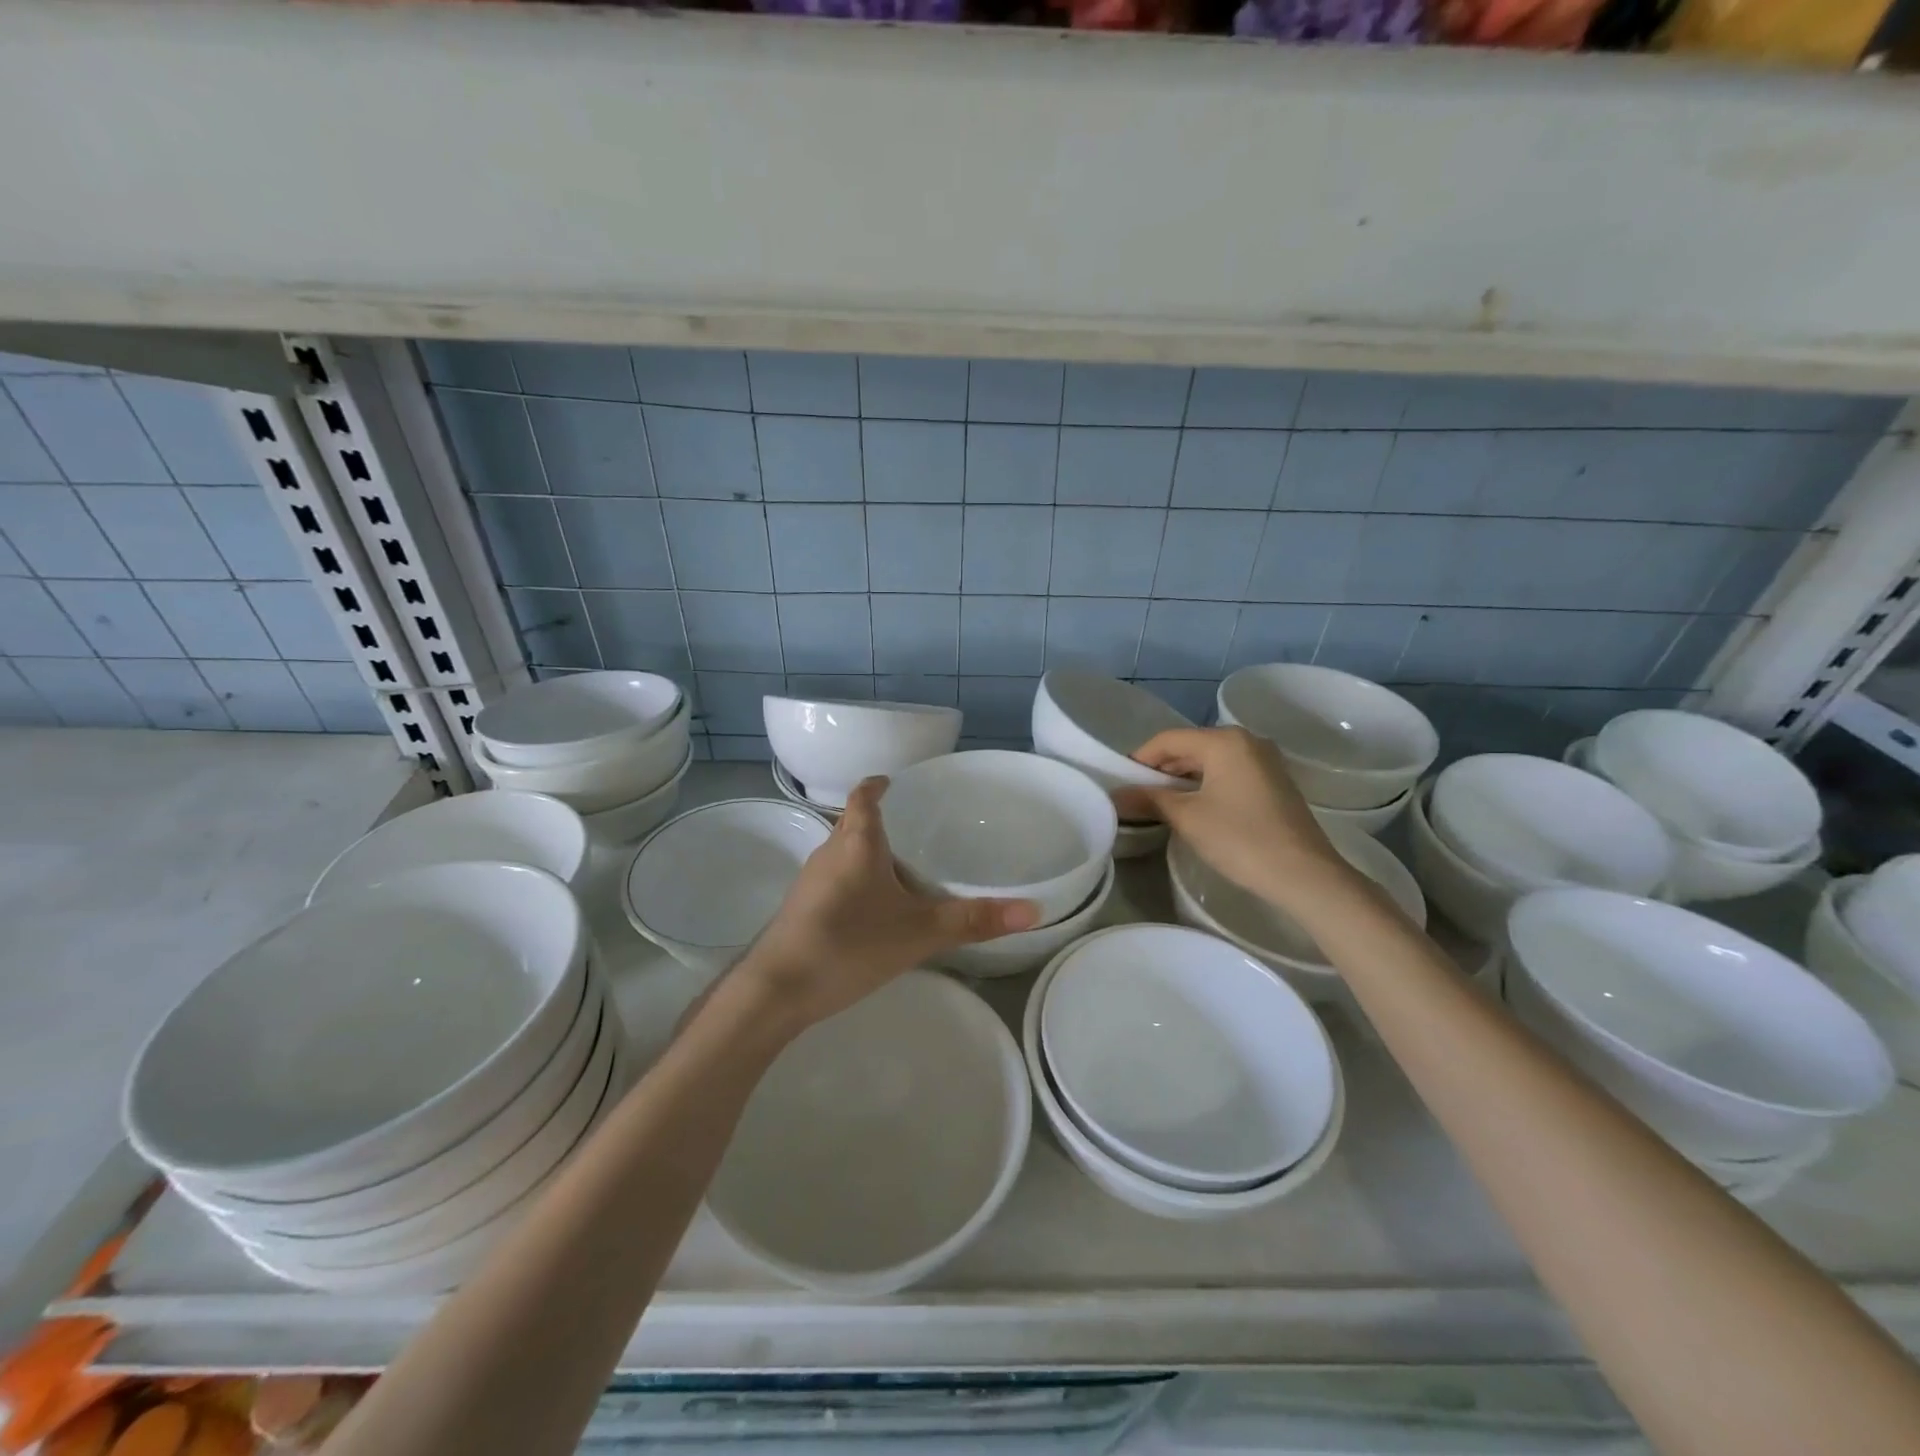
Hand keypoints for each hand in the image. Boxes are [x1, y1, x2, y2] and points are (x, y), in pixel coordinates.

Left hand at [730, 777, 1040, 1033]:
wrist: (776, 991)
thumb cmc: (849, 944)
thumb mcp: (919, 932)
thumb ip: (974, 920)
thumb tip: (1034, 910)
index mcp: (856, 842)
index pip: (864, 796)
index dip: (878, 785)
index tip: (896, 782)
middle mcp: (829, 852)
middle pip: (855, 825)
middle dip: (883, 824)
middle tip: (919, 831)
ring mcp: (810, 882)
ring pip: (845, 855)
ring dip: (870, 855)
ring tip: (905, 870)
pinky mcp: (802, 909)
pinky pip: (836, 880)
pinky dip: (857, 882)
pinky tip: (875, 911)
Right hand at [1112, 726, 1352, 912]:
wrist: (1305, 876)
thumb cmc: (1241, 839)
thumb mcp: (1187, 818)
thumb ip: (1149, 800)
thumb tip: (1115, 796)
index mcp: (1224, 741)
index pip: (1168, 739)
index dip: (1139, 759)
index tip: (1120, 782)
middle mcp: (1247, 741)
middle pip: (1190, 747)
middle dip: (1161, 769)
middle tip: (1135, 795)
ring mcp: (1265, 761)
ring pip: (1210, 761)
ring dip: (1182, 779)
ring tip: (1159, 804)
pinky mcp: (1274, 782)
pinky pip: (1228, 773)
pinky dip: (1205, 785)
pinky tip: (1193, 808)